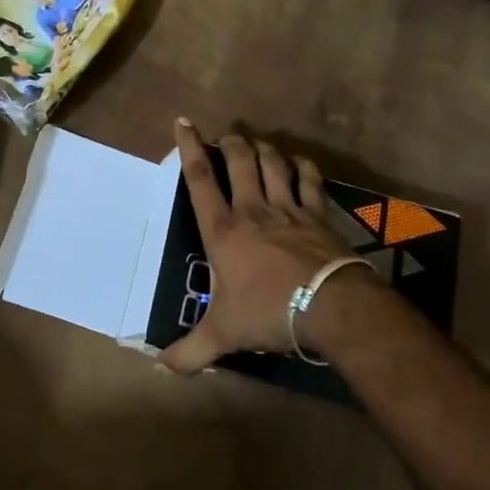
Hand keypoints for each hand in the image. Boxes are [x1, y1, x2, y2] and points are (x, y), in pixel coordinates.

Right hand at [161, 119, 379, 374]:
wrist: (330, 307)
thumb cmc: (268, 312)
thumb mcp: (223, 335)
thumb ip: (191, 351)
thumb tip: (160, 368)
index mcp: (223, 230)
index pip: (199, 179)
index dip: (189, 147)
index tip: (183, 122)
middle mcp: (252, 209)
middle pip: (239, 160)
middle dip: (231, 142)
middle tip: (227, 135)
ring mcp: (289, 209)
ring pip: (273, 163)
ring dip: (264, 149)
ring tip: (258, 144)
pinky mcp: (318, 215)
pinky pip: (310, 180)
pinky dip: (303, 167)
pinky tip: (300, 163)